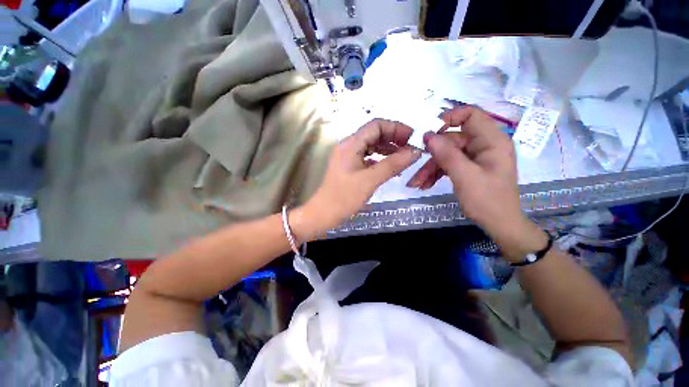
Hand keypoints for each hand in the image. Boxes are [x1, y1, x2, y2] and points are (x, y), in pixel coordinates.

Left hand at [298, 119, 421, 238]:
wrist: (324, 213)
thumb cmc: (345, 196)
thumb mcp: (371, 180)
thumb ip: (393, 164)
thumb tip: (415, 152)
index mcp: (351, 144)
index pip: (376, 125)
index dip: (396, 128)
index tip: (412, 138)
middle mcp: (348, 146)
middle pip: (374, 134)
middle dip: (394, 139)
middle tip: (410, 149)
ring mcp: (348, 156)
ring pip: (371, 146)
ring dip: (388, 150)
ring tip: (404, 158)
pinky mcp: (349, 166)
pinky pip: (367, 157)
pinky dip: (380, 160)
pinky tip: (390, 168)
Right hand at [407, 106, 542, 254]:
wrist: (499, 225)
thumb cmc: (487, 201)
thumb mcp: (464, 176)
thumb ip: (446, 154)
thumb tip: (428, 135)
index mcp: (492, 141)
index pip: (471, 115)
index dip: (449, 118)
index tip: (429, 132)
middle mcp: (484, 145)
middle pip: (452, 140)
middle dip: (432, 156)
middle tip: (415, 168)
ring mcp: (476, 157)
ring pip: (448, 154)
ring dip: (430, 168)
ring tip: (416, 183)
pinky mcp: (470, 168)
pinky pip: (449, 164)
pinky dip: (436, 173)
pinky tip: (425, 184)